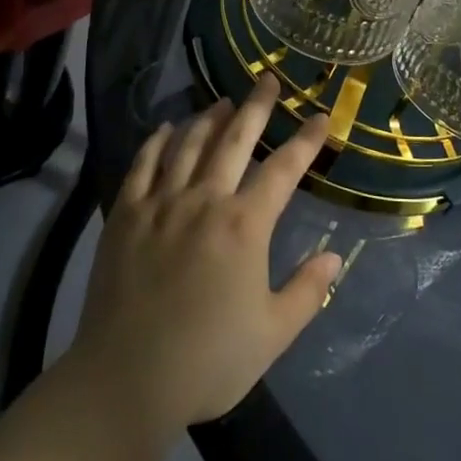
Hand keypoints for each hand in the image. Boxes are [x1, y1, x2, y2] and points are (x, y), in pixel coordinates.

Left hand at [65, 78, 343, 437]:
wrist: (125, 381)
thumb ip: (306, 292)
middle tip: (268, 80)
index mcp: (244, 225)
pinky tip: (167, 128)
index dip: (305, 140)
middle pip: (235, 139)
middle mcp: (204, 200)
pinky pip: (143, 165)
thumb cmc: (208, 361)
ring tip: (223, 102)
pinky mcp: (125, 214)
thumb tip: (335, 257)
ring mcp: (161, 203)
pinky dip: (158, 141)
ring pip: (189, 144)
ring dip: (209, 118)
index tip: (320, 116)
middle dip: (256, 106)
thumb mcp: (272, 334)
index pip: (283, 169)